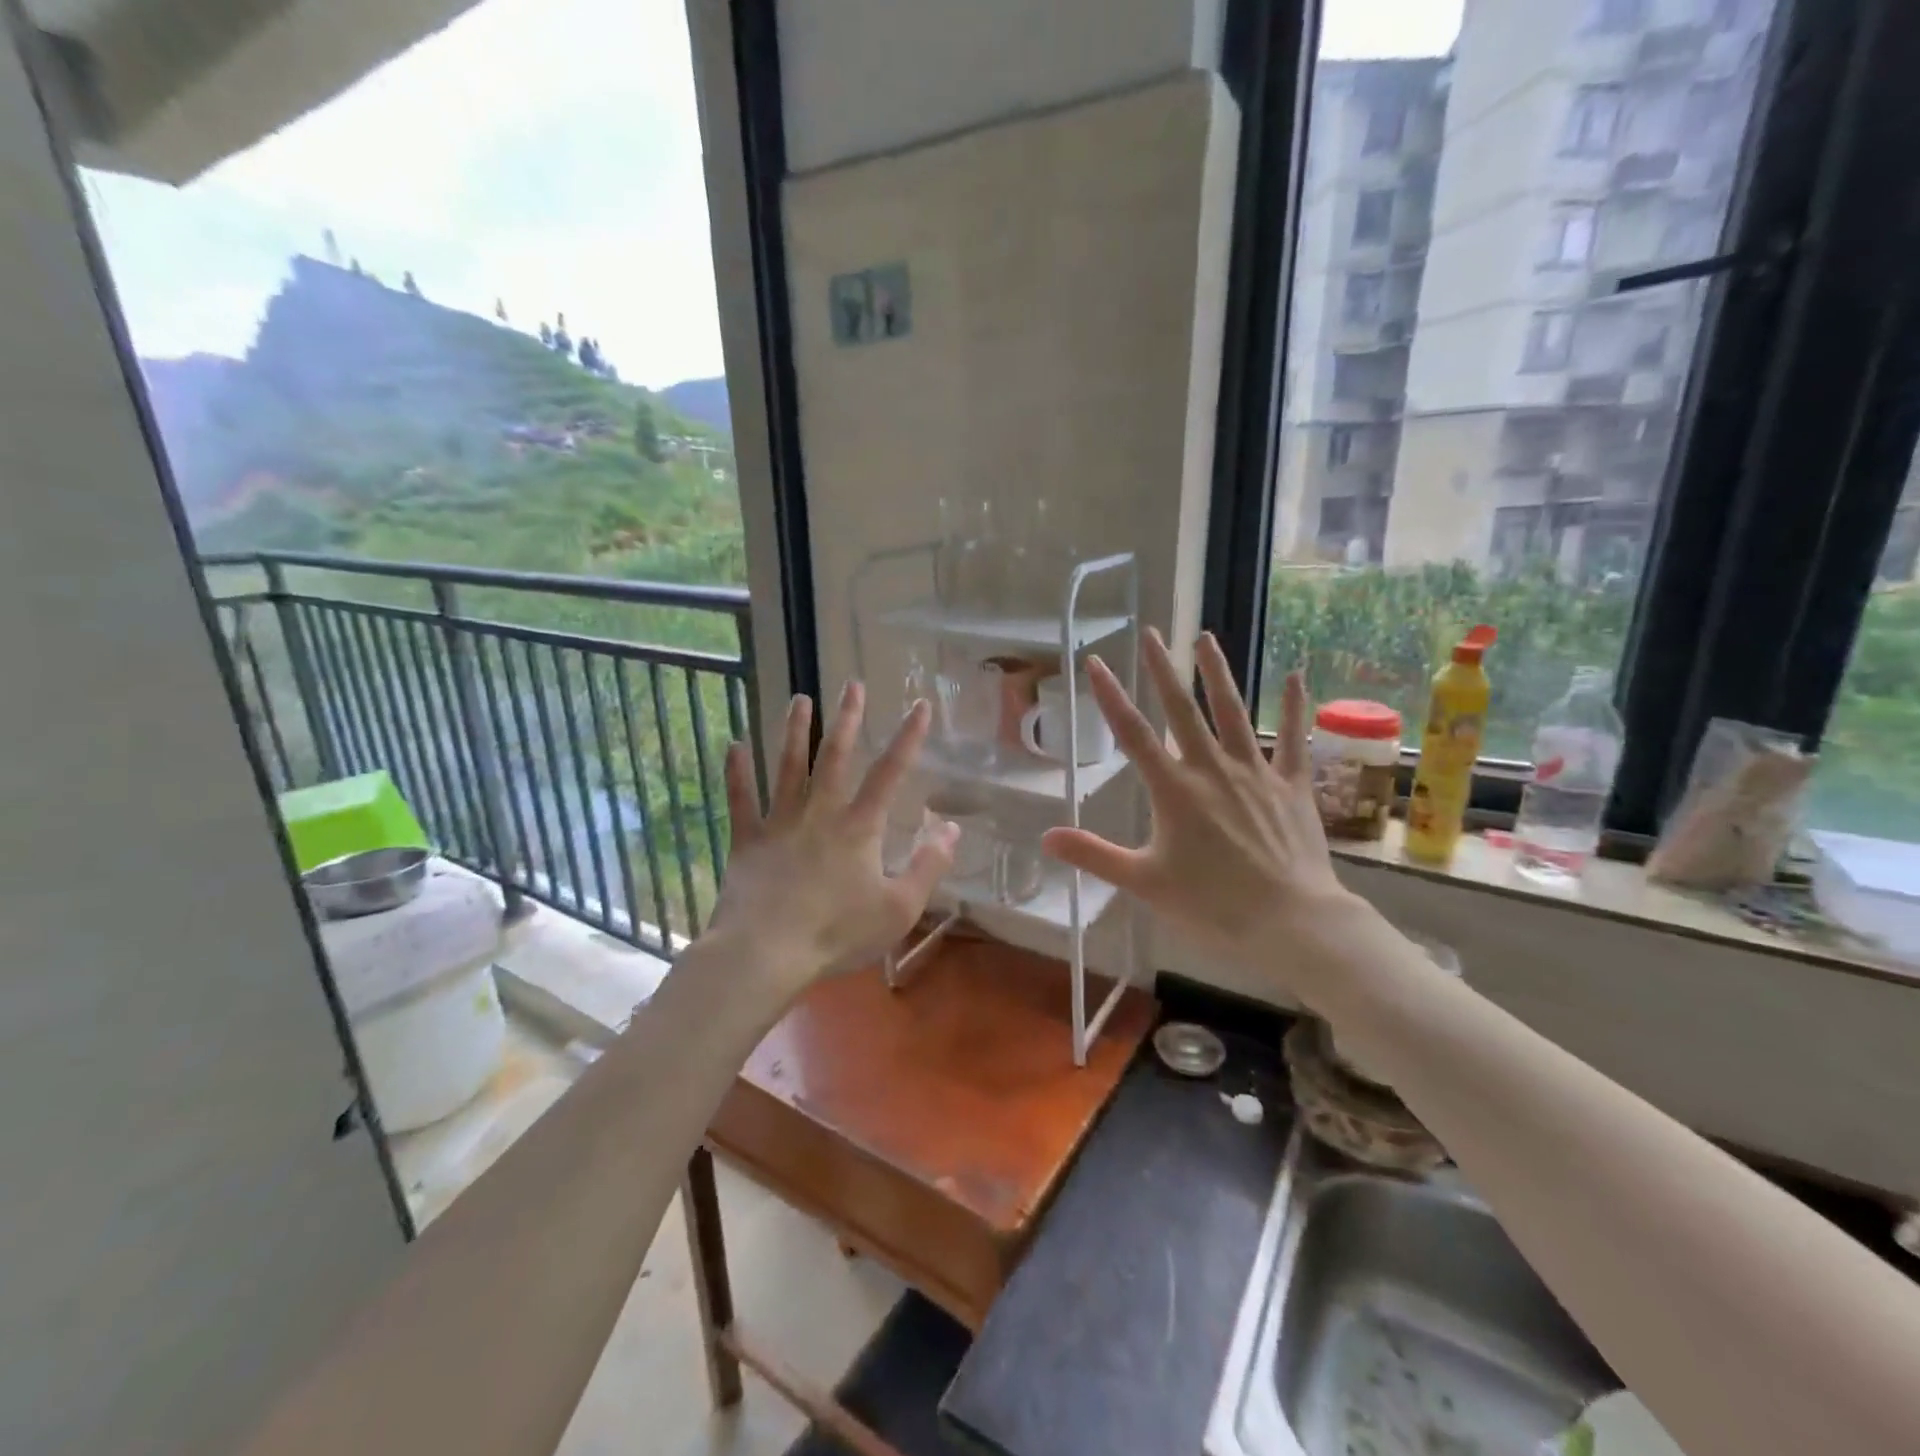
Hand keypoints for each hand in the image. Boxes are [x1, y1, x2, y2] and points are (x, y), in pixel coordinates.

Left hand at [708, 683, 957, 993]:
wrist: (766, 952)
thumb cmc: (837, 932)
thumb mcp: (899, 908)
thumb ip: (928, 866)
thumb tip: (952, 828)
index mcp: (859, 827)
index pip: (890, 773)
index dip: (908, 738)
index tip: (920, 705)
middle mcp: (819, 813)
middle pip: (834, 756)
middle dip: (846, 718)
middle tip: (850, 684)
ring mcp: (779, 822)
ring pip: (787, 767)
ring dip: (794, 731)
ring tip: (798, 700)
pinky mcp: (747, 840)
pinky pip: (741, 800)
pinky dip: (736, 773)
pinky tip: (734, 745)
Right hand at [1041, 631, 1367, 996]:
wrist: (1290, 921)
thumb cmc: (1212, 905)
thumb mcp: (1144, 883)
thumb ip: (1094, 856)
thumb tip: (1046, 837)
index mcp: (1174, 791)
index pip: (1133, 734)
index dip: (1112, 696)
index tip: (1097, 662)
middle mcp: (1212, 770)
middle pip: (1183, 710)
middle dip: (1163, 669)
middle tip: (1151, 632)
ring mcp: (1256, 773)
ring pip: (1234, 713)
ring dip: (1218, 674)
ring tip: (1206, 638)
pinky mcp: (1292, 785)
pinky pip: (1294, 739)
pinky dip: (1295, 707)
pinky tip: (1295, 674)